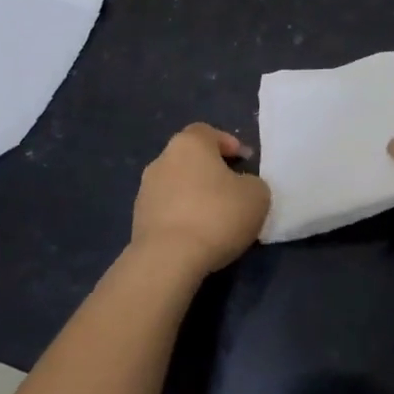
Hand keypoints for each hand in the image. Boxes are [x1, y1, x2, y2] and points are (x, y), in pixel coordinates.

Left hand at [131, 123, 269, 275]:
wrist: (168, 260)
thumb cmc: (216, 215)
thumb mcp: (257, 195)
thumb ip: (252, 183)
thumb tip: (241, 187)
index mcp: (189, 143)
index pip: (208, 132)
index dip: (228, 143)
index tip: (244, 161)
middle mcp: (162, 160)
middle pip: (190, 158)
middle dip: (210, 171)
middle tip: (232, 190)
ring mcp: (145, 190)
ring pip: (177, 185)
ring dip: (194, 195)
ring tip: (215, 219)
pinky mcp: (137, 220)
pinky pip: (167, 210)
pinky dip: (181, 217)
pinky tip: (197, 236)